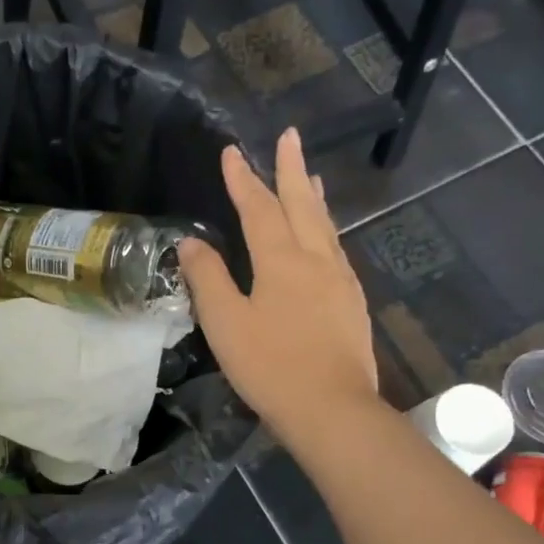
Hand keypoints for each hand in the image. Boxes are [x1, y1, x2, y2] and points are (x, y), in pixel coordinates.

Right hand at [178, 128, 378, 453]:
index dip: (243, 179)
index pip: (258, 208)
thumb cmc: (270, 366)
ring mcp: (339, 280)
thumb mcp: (226, 324)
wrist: (331, 408)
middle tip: (290, 136)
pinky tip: (325, 239)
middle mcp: (315, 259)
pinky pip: (336, 250)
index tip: (232, 152)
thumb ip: (208, 279)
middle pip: (302, 204)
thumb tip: (192, 242)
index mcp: (281, 260)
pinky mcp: (351, 302)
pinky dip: (326, 229)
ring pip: (325, 226)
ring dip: (313, 197)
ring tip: (310, 176)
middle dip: (291, 169)